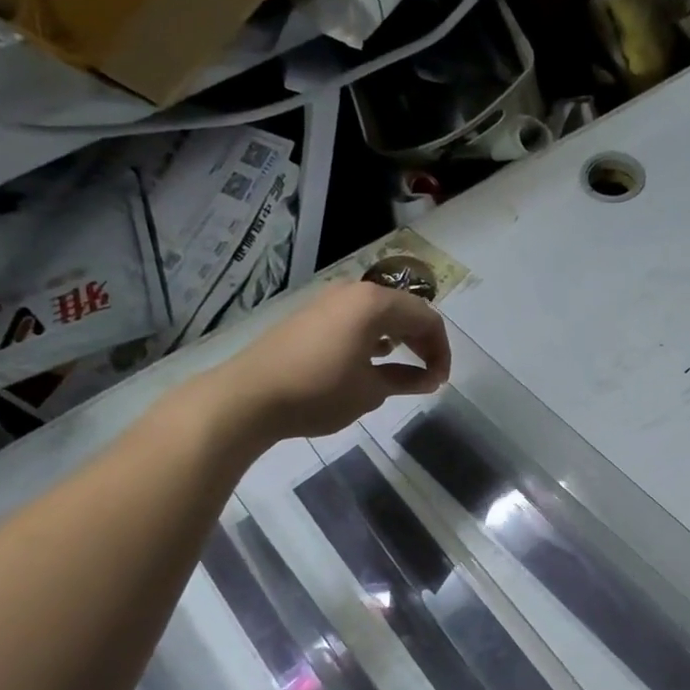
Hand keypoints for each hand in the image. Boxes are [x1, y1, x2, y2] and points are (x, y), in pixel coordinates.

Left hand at [203, 281, 450, 443]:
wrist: (249, 396)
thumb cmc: (320, 391)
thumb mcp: (372, 390)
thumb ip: (407, 379)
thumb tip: (429, 379)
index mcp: (375, 304)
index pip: (427, 318)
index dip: (441, 350)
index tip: (440, 381)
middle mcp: (354, 292)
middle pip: (405, 310)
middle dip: (423, 342)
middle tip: (429, 375)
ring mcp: (329, 302)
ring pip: (380, 313)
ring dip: (400, 338)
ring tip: (405, 369)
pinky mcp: (311, 316)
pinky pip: (356, 319)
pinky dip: (375, 337)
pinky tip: (372, 360)